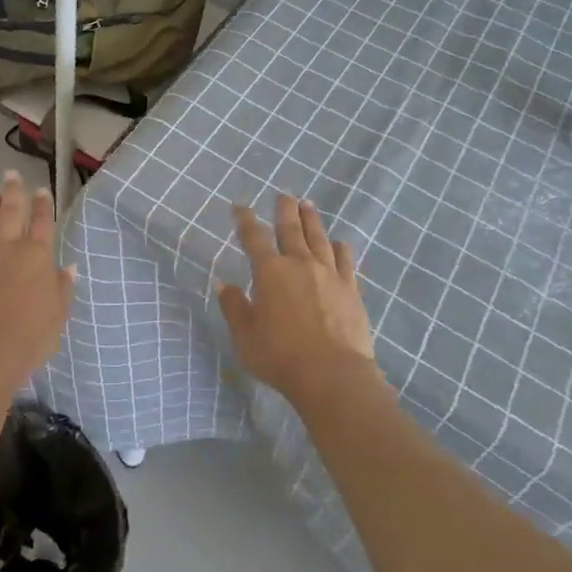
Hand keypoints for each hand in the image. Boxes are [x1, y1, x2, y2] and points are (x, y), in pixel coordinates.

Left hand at [0, 171, 74, 386]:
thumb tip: (68, 266)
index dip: (42, 205)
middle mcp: (9, 248)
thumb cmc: (29, 336)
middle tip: (11, 174)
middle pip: (12, 212)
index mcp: (36, 255)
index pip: (42, 222)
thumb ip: (62, 288)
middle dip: (13, 191)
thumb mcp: (58, 315)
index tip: (41, 190)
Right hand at [218, 197, 380, 406]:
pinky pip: (345, 261)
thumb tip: (221, 283)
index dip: (245, 220)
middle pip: (290, 228)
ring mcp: (328, 274)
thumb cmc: (280, 357)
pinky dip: (341, 248)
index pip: (253, 237)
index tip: (240, 207)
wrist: (332, 375)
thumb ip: (234, 307)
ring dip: (311, 220)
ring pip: (318, 238)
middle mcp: (298, 263)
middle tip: (283, 195)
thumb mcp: (245, 337)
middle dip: (284, 209)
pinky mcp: (350, 289)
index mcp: (269, 271)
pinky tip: (340, 242)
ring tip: (307, 205)